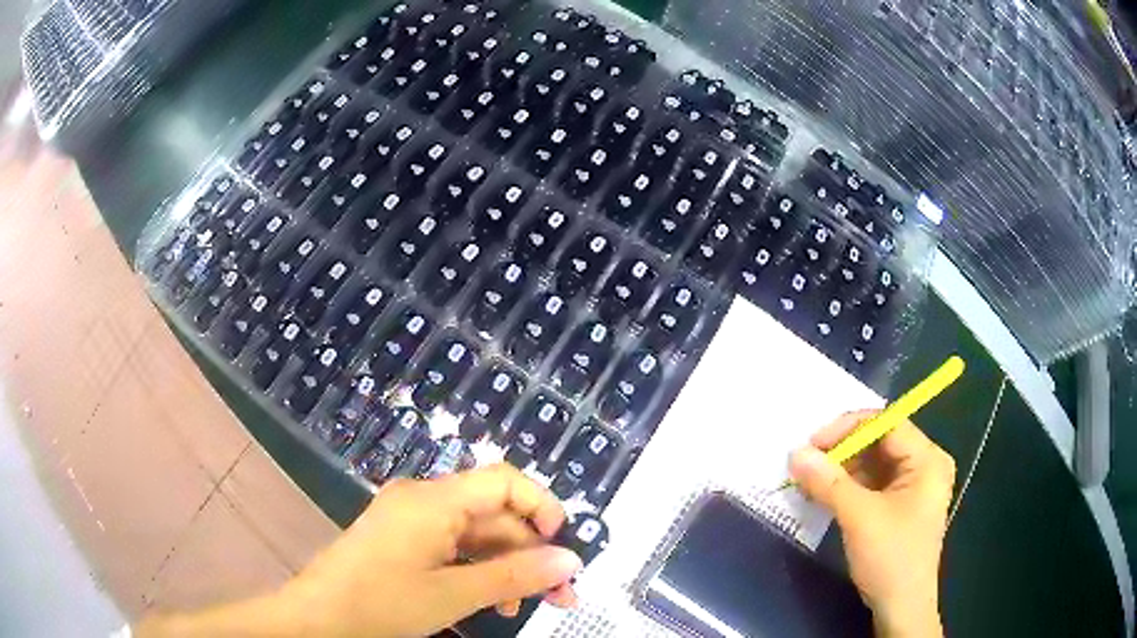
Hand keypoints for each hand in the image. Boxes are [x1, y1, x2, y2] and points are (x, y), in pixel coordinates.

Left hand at [137, 464, 581, 637]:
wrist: (317, 618)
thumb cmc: (381, 603)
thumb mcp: (453, 594)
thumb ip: (516, 575)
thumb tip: (572, 560)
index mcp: (435, 499)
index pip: (505, 480)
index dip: (542, 507)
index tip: (563, 548)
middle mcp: (425, 499)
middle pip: (494, 513)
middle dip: (530, 552)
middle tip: (558, 596)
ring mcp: (412, 520)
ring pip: (476, 534)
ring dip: (506, 567)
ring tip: (523, 607)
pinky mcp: (404, 540)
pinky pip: (453, 547)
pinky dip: (477, 571)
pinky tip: (489, 602)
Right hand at [789, 411, 954, 637]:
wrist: (900, 608)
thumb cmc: (891, 558)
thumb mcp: (859, 518)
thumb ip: (828, 483)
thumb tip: (795, 453)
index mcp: (927, 459)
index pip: (887, 424)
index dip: (848, 428)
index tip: (812, 443)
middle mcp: (923, 465)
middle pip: (879, 442)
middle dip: (842, 451)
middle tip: (806, 462)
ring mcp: (911, 486)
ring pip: (872, 464)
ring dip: (840, 470)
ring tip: (808, 479)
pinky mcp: (898, 506)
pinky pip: (870, 484)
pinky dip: (846, 487)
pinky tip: (823, 494)